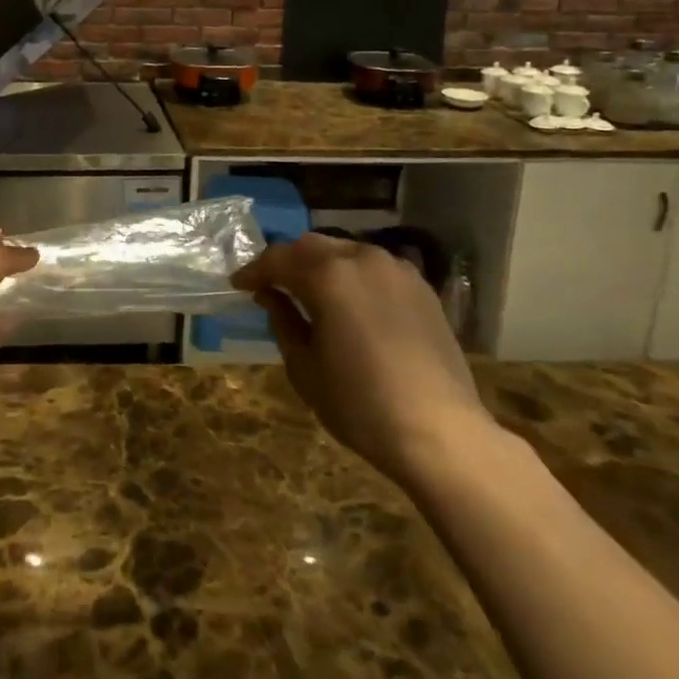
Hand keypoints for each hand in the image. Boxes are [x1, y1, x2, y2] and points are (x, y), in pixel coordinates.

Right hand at [232, 234, 490, 487]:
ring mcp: (396, 270)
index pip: (278, 259)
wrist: (440, 432)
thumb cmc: (360, 404)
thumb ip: (283, 320)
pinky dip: (353, 274)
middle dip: (287, 261)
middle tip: (270, 284)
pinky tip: (349, 300)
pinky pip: (375, 267)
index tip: (238, 285)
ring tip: (308, 290)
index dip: (254, 271)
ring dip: (321, 264)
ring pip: (346, 251)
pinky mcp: (421, 287)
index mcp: (328, 275)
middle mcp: (362, 258)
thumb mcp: (304, 367)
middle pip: (312, 246)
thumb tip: (270, 295)